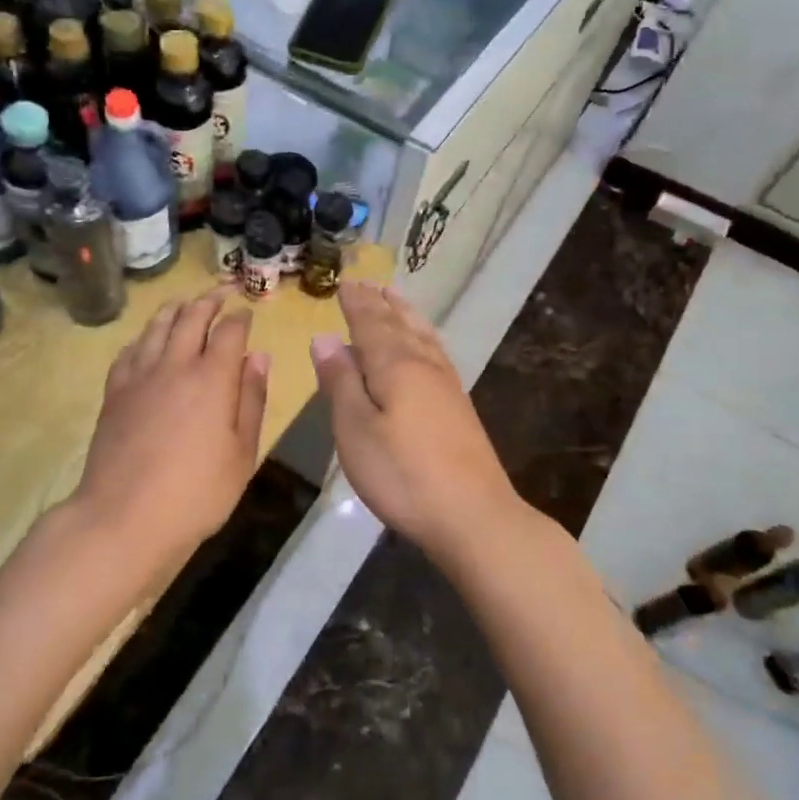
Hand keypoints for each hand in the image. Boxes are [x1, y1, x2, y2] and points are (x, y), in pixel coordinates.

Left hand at [73, 290, 270, 568]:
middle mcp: (175, 365)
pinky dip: (144, 337)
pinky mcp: (114, 392)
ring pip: (157, 326)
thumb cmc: (196, 493)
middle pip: (191, 317)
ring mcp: (139, 376)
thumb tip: (259, 357)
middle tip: (221, 292)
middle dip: (209, 300)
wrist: (124, 517)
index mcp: (212, 378)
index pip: (229, 331)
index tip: (247, 312)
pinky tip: (147, 341)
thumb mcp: (242, 454)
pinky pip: (130, 350)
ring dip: (175, 308)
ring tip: (185, 303)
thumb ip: (252, 399)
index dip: (240, 317)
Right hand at [311, 281, 520, 551]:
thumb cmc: (402, 474)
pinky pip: (436, 352)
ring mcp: (447, 385)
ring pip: (422, 336)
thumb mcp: (355, 430)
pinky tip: (426, 346)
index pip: (370, 324)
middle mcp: (424, 365)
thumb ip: (340, 382)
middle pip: (399, 324)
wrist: (473, 516)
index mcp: (395, 365)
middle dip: (380, 304)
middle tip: (367, 283)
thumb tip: (325, 337)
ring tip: (395, 298)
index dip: (356, 303)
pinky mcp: (459, 407)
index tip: (344, 283)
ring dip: (405, 314)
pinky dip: (424, 337)